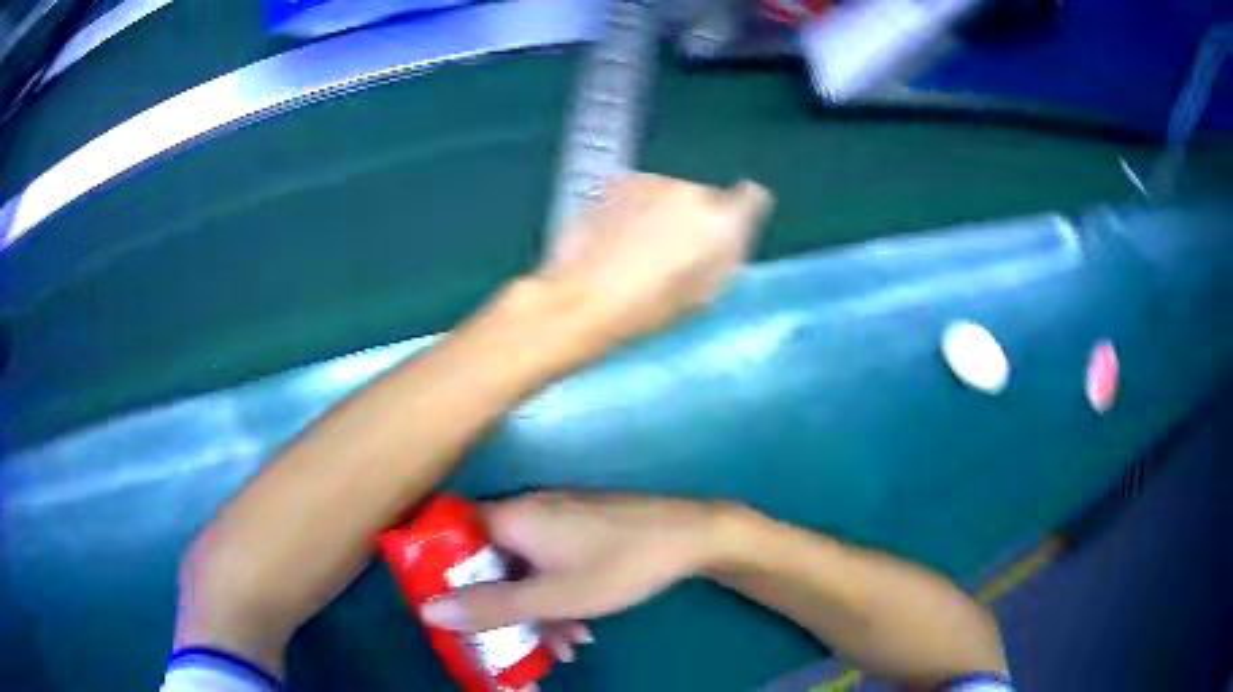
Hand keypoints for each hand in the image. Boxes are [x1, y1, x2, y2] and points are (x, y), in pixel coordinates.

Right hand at [419, 493, 722, 656]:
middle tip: (508, 642)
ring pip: (525, 569)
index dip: (441, 570)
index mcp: (510, 517)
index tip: (447, 607)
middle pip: (490, 561)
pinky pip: (551, 565)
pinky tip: (582, 630)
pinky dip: (558, 597)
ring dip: (537, 611)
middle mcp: (527, 511)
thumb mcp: (552, 597)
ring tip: (564, 648)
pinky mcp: (580, 529)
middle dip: (500, 607)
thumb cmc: (618, 566)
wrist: (691, 536)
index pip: (451, 535)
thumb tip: (428, 609)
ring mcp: (557, 518)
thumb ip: (491, 606)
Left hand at [535, 175, 772, 352]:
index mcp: (723, 223)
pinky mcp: (618, 181)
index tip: (732, 225)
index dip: (745, 208)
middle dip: (694, 217)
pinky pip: (639, 192)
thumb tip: (731, 231)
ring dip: (662, 210)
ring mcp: (653, 181)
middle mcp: (693, 191)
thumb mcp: (707, 293)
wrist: (585, 297)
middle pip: (705, 197)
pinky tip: (615, 236)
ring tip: (638, 247)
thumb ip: (727, 254)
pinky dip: (634, 208)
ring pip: (669, 193)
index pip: (752, 197)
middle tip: (673, 251)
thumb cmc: (652, 309)